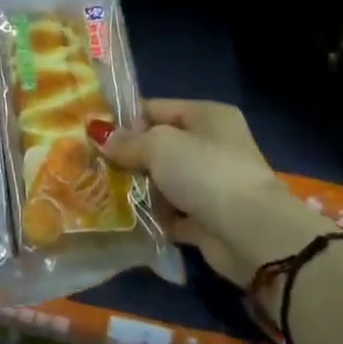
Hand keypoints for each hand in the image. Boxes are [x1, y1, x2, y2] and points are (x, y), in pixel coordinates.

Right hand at [94, 99, 335, 288]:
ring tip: (101, 192)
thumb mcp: (159, 146)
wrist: (252, 234)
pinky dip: (153, 216)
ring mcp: (212, 183)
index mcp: (207, 116)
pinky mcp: (208, 218)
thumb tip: (101, 137)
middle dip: (127, 157)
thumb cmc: (206, 173)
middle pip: (159, 145)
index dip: (124, 119)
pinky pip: (172, 212)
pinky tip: (124, 219)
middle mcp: (212, 145)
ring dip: (138, 189)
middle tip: (91, 165)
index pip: (156, 109)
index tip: (91, 132)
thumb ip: (128, 141)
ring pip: (164, 180)